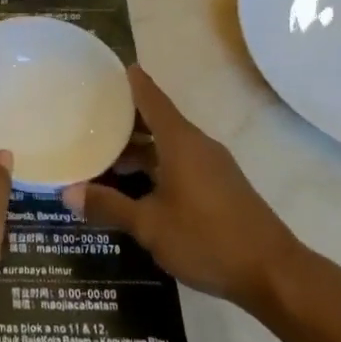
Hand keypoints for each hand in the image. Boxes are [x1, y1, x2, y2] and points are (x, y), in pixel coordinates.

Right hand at [62, 65, 310, 314]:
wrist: (274, 274)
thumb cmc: (207, 239)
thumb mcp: (149, 225)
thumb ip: (109, 206)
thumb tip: (67, 192)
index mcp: (180, 142)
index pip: (150, 98)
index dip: (129, 81)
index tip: (105, 68)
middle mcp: (197, 145)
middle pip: (157, 120)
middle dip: (124, 119)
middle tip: (88, 117)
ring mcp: (212, 166)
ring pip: (167, 145)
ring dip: (139, 148)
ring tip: (104, 156)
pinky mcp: (220, 186)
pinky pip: (180, 162)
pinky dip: (155, 164)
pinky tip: (136, 186)